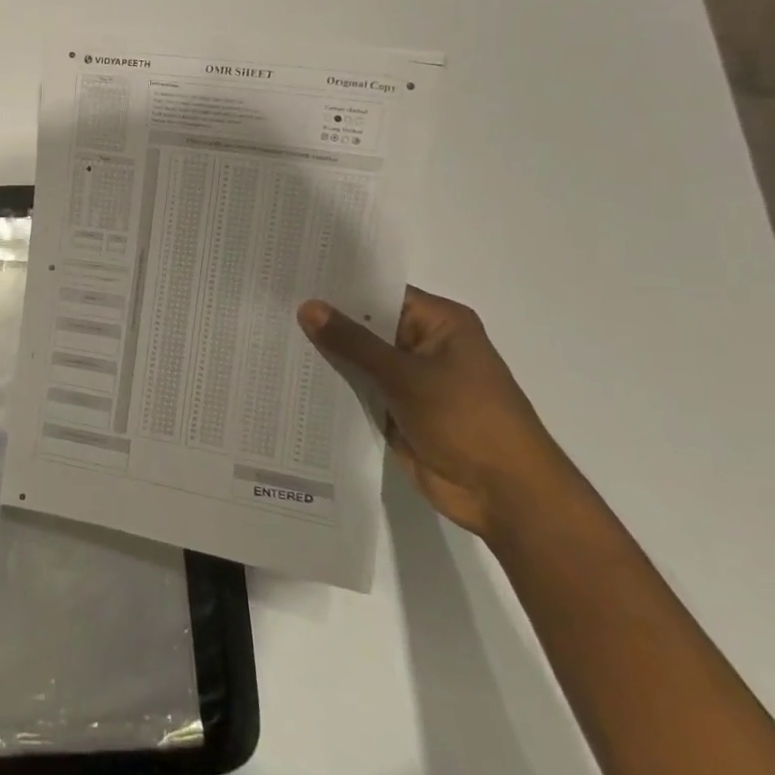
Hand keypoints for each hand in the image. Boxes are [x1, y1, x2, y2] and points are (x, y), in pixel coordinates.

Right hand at [297, 287, 582, 538]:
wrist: (504, 495)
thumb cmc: (467, 420)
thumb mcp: (406, 375)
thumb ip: (354, 342)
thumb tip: (307, 306)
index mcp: (439, 324)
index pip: (379, 293)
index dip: (338, 287)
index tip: (292, 279)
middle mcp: (423, 345)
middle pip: (366, 326)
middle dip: (324, 322)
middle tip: (269, 307)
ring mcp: (410, 380)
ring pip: (358, 360)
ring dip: (324, 356)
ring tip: (269, 338)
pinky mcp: (397, 411)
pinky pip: (358, 391)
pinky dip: (332, 387)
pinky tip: (290, 378)